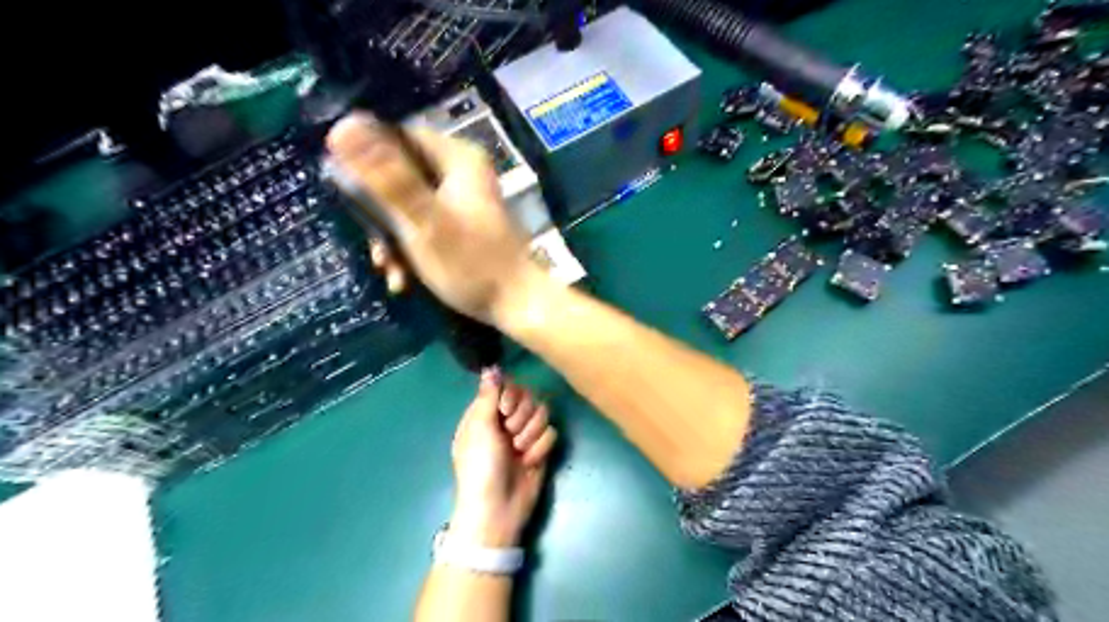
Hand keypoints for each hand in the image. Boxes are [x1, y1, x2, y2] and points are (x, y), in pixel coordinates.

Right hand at [327, 113, 540, 326]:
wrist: (519, 306)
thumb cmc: (472, 264)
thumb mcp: (422, 221)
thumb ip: (385, 177)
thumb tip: (342, 126)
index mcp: (458, 159)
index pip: (398, 136)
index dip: (366, 159)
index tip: (347, 193)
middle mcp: (461, 173)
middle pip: (400, 175)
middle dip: (380, 215)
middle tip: (375, 248)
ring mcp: (462, 201)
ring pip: (407, 206)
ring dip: (392, 239)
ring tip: (390, 271)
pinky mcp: (461, 227)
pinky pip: (423, 226)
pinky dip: (410, 249)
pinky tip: (404, 279)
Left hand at [447, 372, 553, 546]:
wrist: (498, 509)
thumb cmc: (481, 467)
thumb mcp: (480, 428)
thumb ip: (488, 395)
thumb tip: (491, 367)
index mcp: (486, 413)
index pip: (508, 386)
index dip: (511, 395)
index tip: (505, 411)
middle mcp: (505, 420)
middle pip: (528, 397)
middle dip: (523, 417)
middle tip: (510, 435)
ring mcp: (523, 435)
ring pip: (542, 414)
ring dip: (531, 434)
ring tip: (520, 452)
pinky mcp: (540, 449)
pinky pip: (551, 434)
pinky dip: (540, 448)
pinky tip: (530, 463)